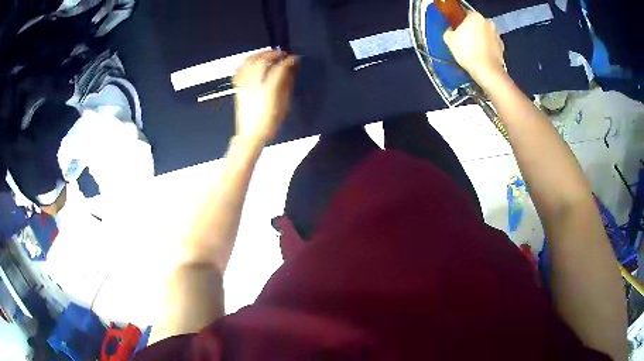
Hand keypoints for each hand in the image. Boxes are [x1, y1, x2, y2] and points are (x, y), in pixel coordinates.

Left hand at [233, 50, 298, 145]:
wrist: (251, 134)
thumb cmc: (270, 122)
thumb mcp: (284, 105)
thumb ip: (286, 84)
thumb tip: (290, 71)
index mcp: (269, 89)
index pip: (280, 67)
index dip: (289, 60)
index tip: (295, 58)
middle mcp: (254, 84)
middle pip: (263, 60)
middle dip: (273, 54)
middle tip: (282, 54)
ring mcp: (244, 85)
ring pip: (249, 62)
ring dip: (259, 55)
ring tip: (267, 54)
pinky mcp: (238, 88)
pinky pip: (239, 70)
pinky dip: (246, 62)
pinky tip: (251, 61)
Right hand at [443, 12, 504, 82]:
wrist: (486, 71)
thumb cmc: (468, 52)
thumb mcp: (449, 39)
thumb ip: (449, 31)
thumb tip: (451, 31)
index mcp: (475, 16)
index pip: (464, 14)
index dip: (458, 22)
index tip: (455, 31)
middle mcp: (488, 23)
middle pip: (476, 24)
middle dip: (470, 31)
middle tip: (462, 42)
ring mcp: (496, 35)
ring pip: (484, 34)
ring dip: (479, 40)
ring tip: (471, 51)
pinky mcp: (502, 48)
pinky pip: (491, 45)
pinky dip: (486, 49)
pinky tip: (479, 57)